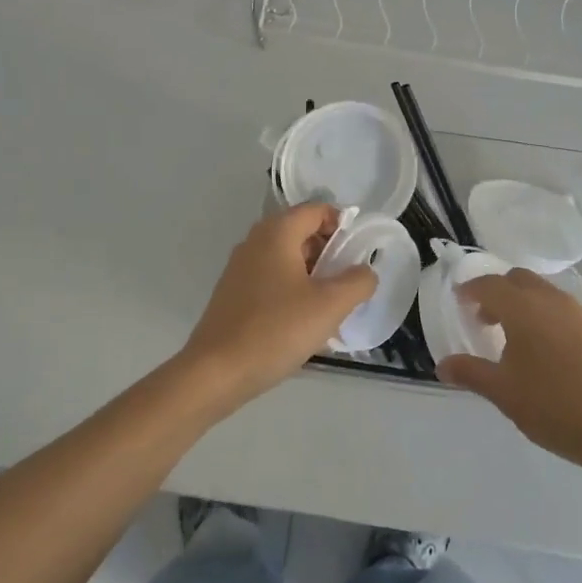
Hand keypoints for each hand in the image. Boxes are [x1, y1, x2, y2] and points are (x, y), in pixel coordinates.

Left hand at [177, 203, 375, 407]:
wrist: (216, 372)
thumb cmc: (276, 330)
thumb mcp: (330, 306)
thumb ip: (357, 282)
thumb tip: (364, 272)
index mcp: (277, 233)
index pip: (317, 210)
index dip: (343, 225)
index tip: (360, 254)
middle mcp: (255, 241)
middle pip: (302, 233)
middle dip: (330, 254)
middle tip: (349, 284)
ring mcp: (240, 268)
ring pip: (287, 259)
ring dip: (313, 276)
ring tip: (331, 307)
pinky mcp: (233, 294)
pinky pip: (272, 280)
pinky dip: (293, 291)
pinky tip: (303, 323)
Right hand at [438, 268, 581, 480]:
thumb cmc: (560, 409)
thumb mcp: (506, 396)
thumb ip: (472, 374)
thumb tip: (443, 365)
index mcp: (524, 309)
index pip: (490, 285)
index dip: (471, 290)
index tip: (460, 300)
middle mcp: (554, 301)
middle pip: (520, 280)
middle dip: (499, 292)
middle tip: (486, 319)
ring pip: (548, 296)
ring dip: (528, 306)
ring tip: (521, 341)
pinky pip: (571, 314)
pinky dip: (553, 322)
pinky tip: (558, 357)